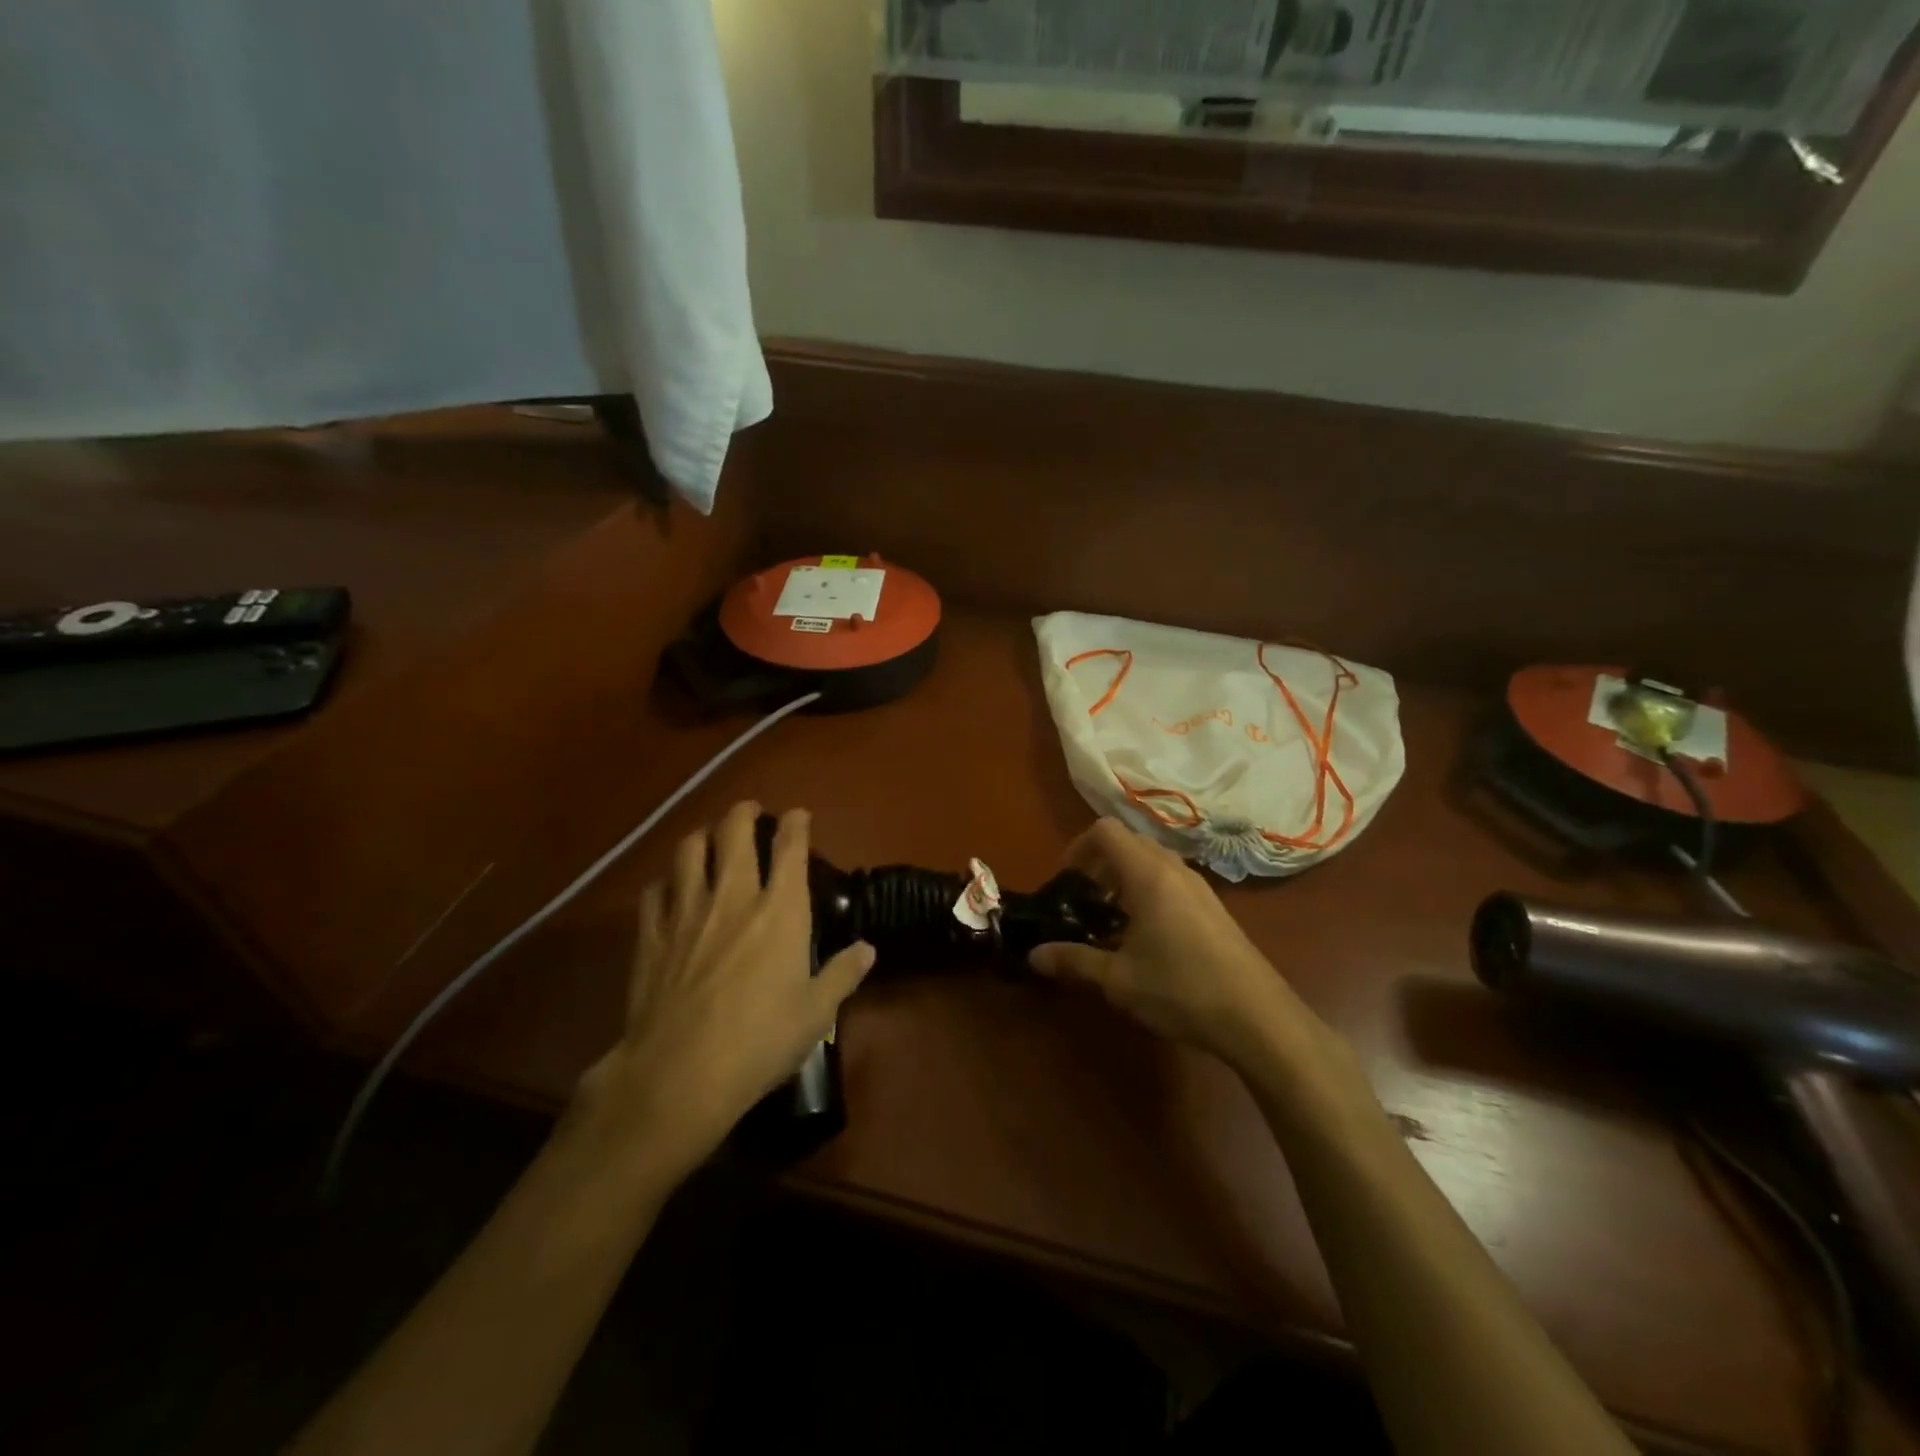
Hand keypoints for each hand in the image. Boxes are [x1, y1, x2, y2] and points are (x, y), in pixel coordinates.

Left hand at [569, 802, 873, 1175]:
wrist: (680, 1074)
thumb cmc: (760, 1041)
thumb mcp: (816, 1013)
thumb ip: (843, 974)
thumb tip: (867, 949)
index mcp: (781, 910)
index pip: (790, 847)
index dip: (796, 823)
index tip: (798, 815)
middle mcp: (733, 896)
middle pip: (734, 831)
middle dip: (744, 812)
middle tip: (750, 812)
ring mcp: (687, 911)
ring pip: (689, 849)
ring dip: (703, 836)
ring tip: (709, 840)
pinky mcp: (651, 934)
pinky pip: (655, 890)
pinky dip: (667, 881)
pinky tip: (671, 890)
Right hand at [1028, 818, 1328, 1073]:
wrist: (1258, 1017)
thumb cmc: (1181, 989)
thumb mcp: (1118, 979)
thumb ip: (1073, 961)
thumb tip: (1033, 956)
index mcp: (1148, 875)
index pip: (1105, 831)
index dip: (1077, 847)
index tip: (1066, 881)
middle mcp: (1174, 869)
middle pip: (1129, 841)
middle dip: (1099, 862)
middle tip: (1083, 899)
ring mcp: (1199, 886)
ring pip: (1152, 859)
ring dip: (1124, 875)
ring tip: (1111, 917)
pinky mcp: (1213, 906)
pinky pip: (1171, 878)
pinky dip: (1148, 889)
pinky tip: (1146, 935)